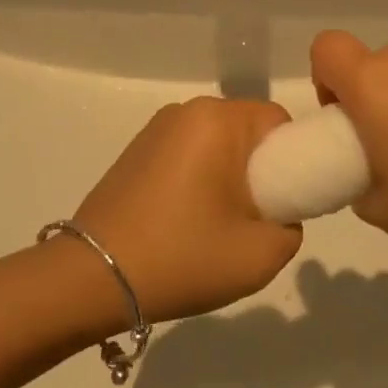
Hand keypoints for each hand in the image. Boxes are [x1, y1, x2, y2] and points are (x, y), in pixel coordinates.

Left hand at [69, 98, 301, 322]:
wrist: (94, 277)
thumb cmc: (183, 257)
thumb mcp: (261, 256)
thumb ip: (291, 228)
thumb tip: (278, 213)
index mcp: (219, 120)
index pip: (279, 123)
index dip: (293, 160)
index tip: (283, 202)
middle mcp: (187, 111)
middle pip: (247, 130)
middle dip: (259, 169)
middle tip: (252, 219)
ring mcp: (157, 128)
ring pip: (217, 142)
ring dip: (227, 174)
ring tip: (216, 225)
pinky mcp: (137, 149)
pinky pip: (188, 152)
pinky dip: (199, 177)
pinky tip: (185, 219)